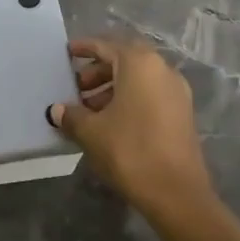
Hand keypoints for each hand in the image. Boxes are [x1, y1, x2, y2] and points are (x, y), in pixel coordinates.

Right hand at [50, 36, 212, 217]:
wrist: (177, 194)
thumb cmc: (130, 151)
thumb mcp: (92, 132)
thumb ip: (72, 115)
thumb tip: (57, 110)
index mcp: (139, 63)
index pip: (106, 46)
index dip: (84, 48)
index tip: (67, 53)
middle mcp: (161, 68)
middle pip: (124, 60)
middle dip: (98, 70)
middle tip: (77, 87)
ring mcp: (176, 90)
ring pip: (139, 78)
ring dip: (113, 87)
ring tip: (90, 109)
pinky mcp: (183, 112)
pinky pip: (151, 93)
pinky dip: (130, 98)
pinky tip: (112, 122)